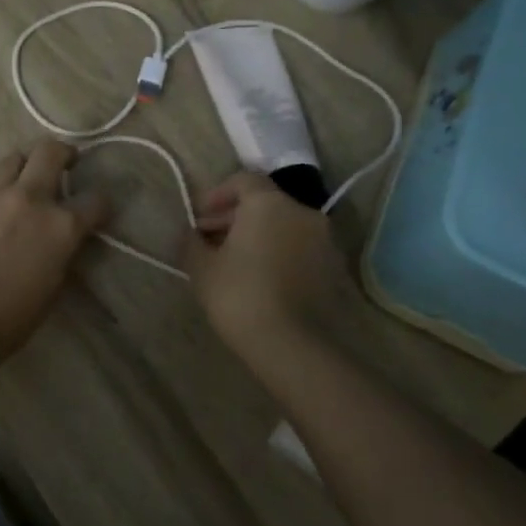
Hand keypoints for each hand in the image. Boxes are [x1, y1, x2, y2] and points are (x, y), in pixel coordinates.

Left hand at [0, 141, 110, 356]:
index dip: (101, 204)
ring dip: (26, 165)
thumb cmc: (15, 315)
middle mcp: (30, 199)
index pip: (96, 199)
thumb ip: (64, 250)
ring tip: (26, 181)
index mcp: (61, 225)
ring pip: (13, 158)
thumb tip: (65, 237)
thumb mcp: (56, 284)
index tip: (97, 210)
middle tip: (66, 164)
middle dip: (64, 154)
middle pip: (50, 151)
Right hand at [180, 172, 350, 362]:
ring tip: (233, 262)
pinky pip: (299, 249)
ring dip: (258, 236)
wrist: (293, 345)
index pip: (243, 181)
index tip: (199, 217)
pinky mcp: (334, 269)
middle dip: (235, 217)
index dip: (217, 194)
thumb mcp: (201, 267)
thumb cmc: (240, 295)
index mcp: (269, 204)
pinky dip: (278, 254)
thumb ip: (192, 242)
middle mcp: (303, 213)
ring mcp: (324, 241)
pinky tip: (259, 279)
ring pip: (284, 227)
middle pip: (265, 203)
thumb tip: (191, 234)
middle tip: (209, 241)